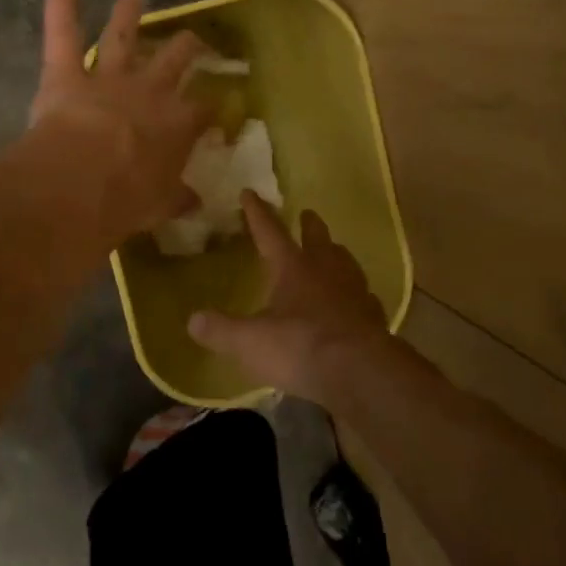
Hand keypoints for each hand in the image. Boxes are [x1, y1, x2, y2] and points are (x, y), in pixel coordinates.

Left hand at [27, 0, 214, 244]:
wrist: (82, 184)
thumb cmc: (128, 200)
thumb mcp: (160, 205)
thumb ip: (177, 198)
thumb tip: (195, 202)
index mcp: (176, 125)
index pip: (203, 110)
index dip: (211, 106)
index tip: (215, 106)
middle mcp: (149, 92)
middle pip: (174, 60)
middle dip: (185, 47)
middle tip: (191, 39)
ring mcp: (108, 77)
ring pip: (121, 37)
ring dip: (127, 15)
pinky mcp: (67, 73)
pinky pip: (63, 33)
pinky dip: (61, 5)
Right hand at [188, 191, 390, 402]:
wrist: (360, 372)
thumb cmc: (300, 347)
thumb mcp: (250, 342)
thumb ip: (221, 330)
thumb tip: (193, 320)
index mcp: (293, 267)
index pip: (270, 232)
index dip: (257, 213)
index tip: (250, 192)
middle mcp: (326, 270)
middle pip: (318, 238)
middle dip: (309, 225)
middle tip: (307, 214)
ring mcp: (354, 291)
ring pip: (345, 262)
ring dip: (336, 254)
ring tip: (333, 251)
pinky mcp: (373, 316)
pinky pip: (363, 296)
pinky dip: (355, 293)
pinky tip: (354, 301)